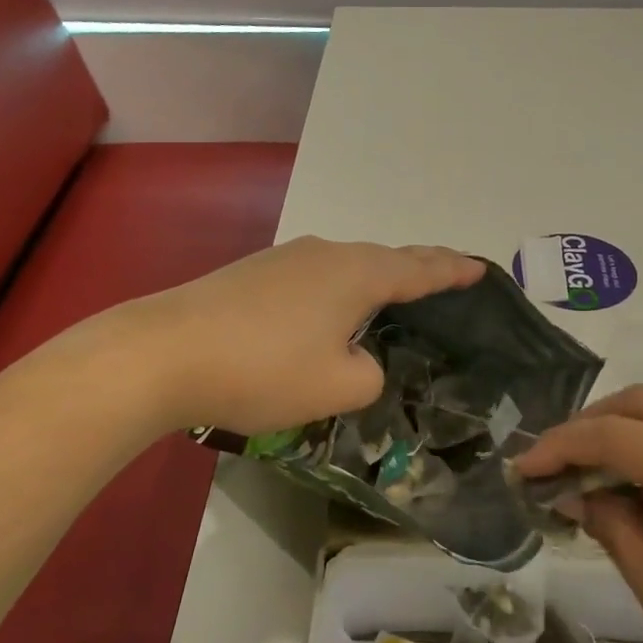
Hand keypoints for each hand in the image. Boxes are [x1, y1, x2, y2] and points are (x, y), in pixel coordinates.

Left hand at [131, 237, 481, 435]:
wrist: (162, 353)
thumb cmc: (262, 369)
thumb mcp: (336, 387)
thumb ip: (368, 375)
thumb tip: (357, 360)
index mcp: (357, 274)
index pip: (420, 269)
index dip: (453, 271)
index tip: (480, 268)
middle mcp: (325, 255)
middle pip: (385, 259)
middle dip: (419, 267)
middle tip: (447, 275)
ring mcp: (283, 260)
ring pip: (346, 268)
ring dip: (374, 281)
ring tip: (391, 297)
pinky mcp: (251, 275)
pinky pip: (313, 280)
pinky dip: (337, 293)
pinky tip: (327, 315)